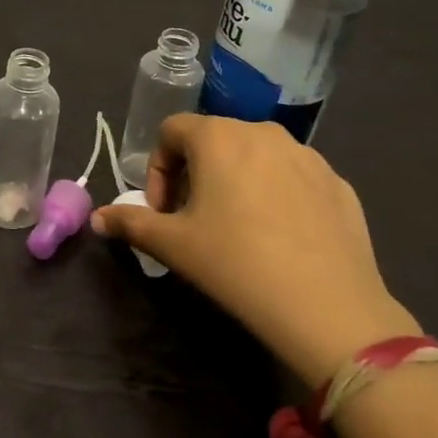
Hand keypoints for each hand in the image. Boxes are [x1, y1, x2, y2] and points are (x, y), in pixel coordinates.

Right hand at [91, 114, 418, 385]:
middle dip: (194, 175)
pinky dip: (276, 196)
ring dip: (235, 182)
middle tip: (193, 221)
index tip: (163, 211)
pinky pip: (293, 178)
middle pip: (214, 140)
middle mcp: (264, 132)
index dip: (157, 169)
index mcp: (219, 137)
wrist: (327, 307)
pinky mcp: (339, 183)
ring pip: (256, 157)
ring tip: (238, 229)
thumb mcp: (172, 245)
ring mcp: (308, 156)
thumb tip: (98, 217)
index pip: (171, 131)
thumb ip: (130, 222)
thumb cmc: (235, 264)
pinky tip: (279, 239)